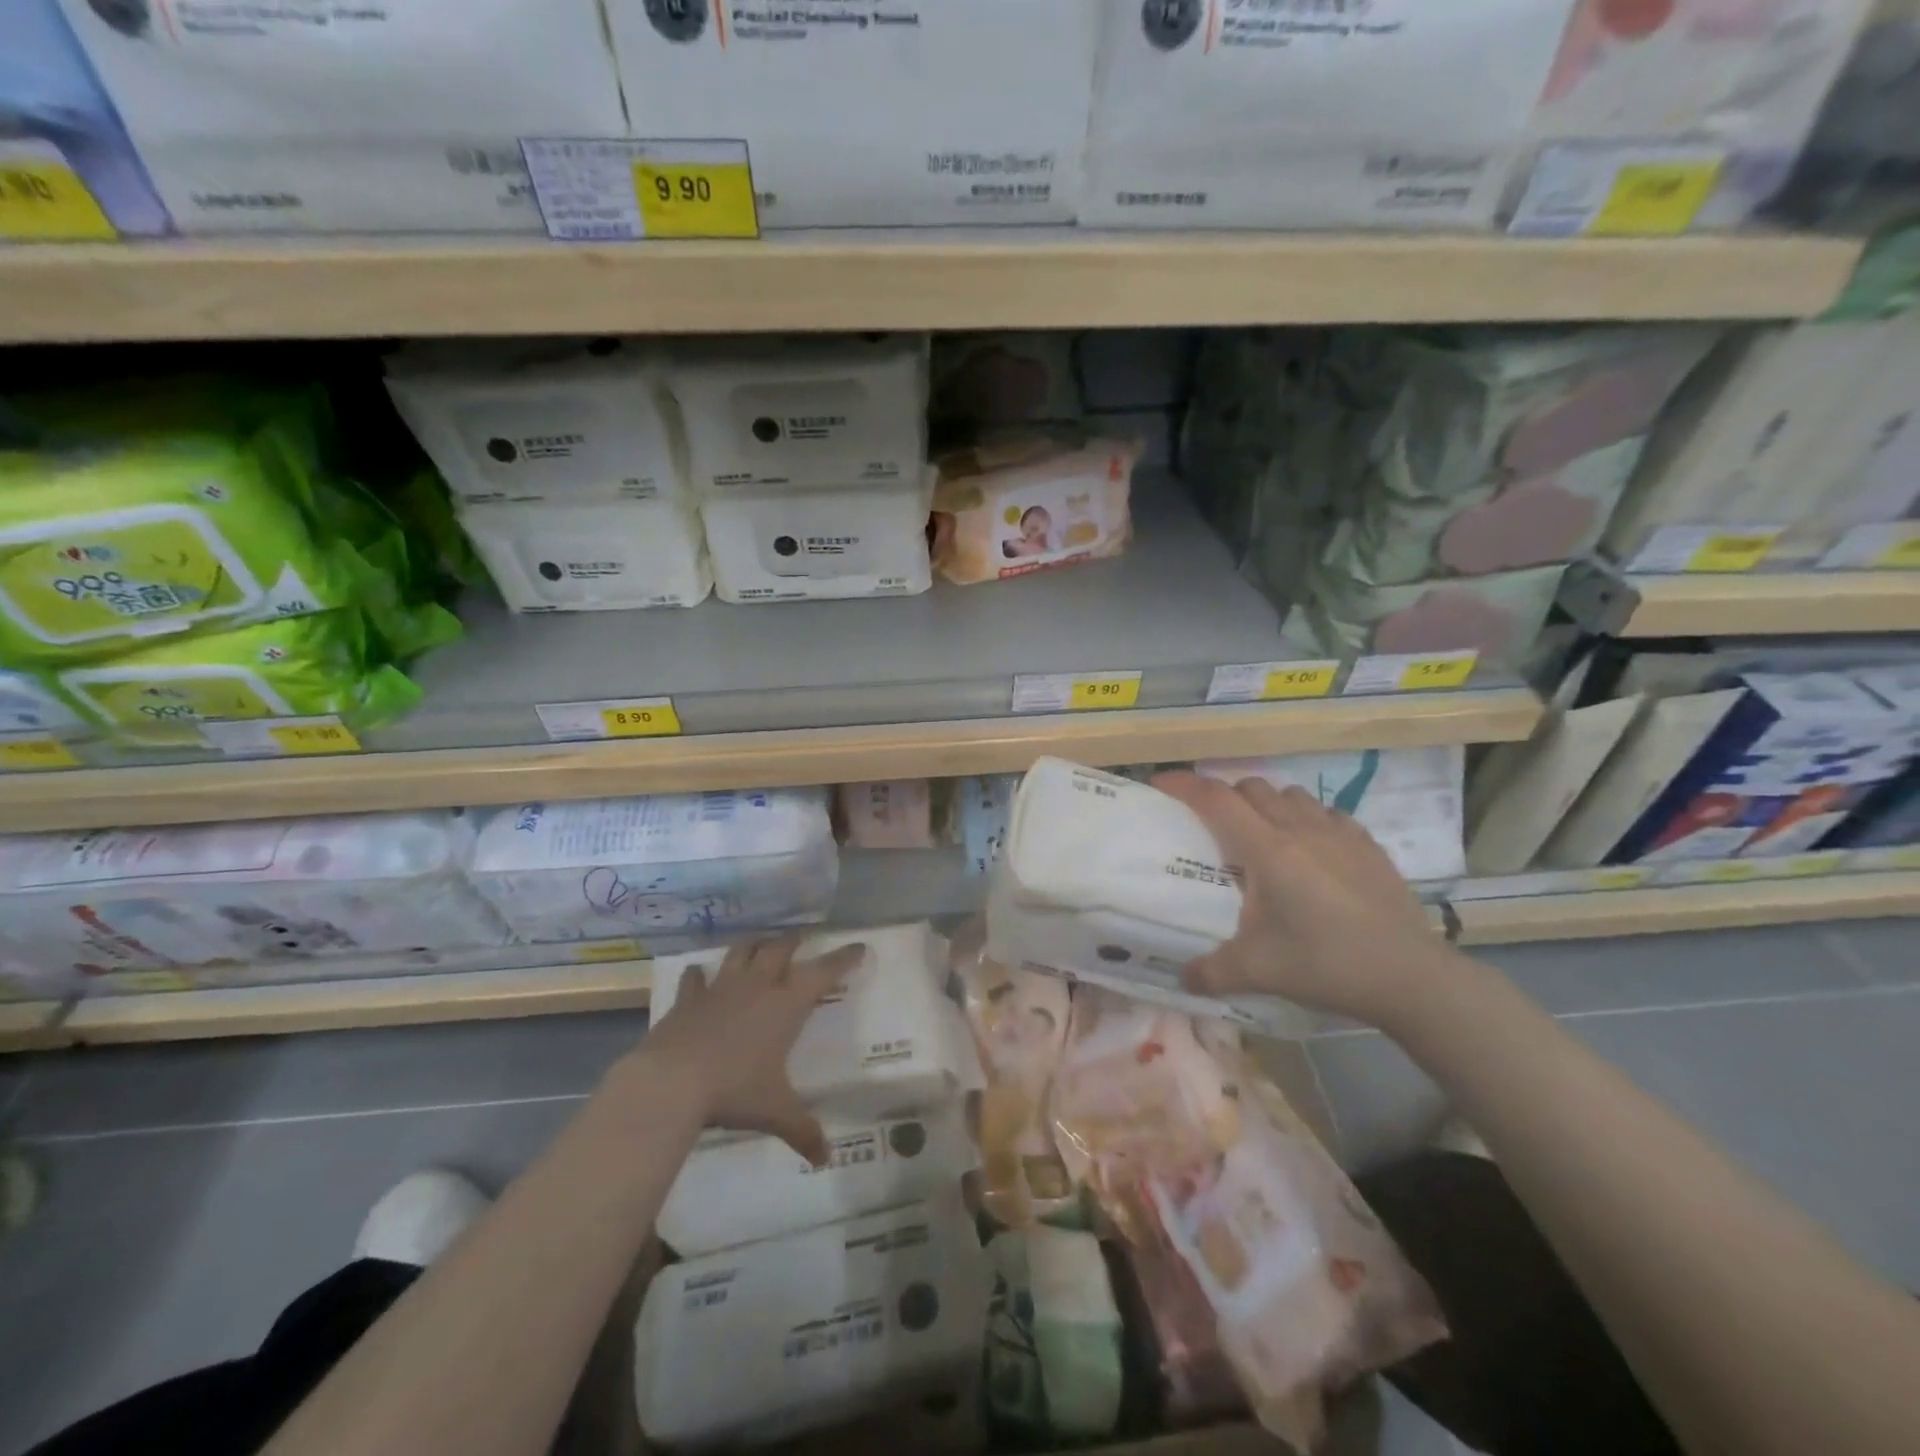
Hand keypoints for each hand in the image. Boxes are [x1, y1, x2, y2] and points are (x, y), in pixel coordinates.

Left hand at [636, 935, 865, 1165]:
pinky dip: (700, 974)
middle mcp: (757, 986)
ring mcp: (720, 988)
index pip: (824, 972)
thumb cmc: (734, 1090)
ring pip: (741, 952)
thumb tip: (825, 1158)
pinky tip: (699, 973)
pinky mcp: (688, 999)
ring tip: (760, 943)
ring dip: (753, 945)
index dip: (843, 958)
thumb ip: (803, 1130)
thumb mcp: (775, 1112)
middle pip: (780, 949)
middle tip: (803, 937)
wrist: (671, 1082)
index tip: (858, 946)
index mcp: (786, 1005)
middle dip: (794, 941)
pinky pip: (696, 979)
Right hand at [1152, 771, 1443, 1023]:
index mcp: (1267, 850)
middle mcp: (1300, 828)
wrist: (1410, 976)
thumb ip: (1211, 972)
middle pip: (1251, 787)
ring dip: (1266, 804)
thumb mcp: (1258, 971)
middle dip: (1224, 795)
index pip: (1216, 798)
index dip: (1184, 784)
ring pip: (1290, 794)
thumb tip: (1183, 978)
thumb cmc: (1326, 963)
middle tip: (1211, 823)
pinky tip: (1310, 848)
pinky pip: (1326, 813)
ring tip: (1260, 835)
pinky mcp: (1367, 845)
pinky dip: (1306, 818)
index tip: (1160, 783)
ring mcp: (1339, 833)